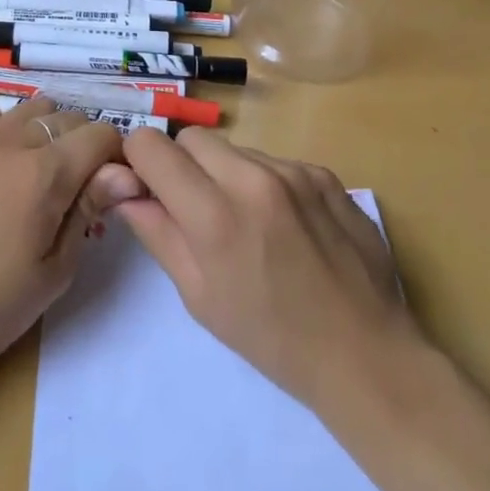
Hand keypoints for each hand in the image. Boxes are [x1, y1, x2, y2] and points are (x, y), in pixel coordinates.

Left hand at [0, 99, 143, 389]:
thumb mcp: (55, 270)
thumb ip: (90, 209)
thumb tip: (127, 173)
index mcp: (44, 174)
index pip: (101, 134)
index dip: (117, 158)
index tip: (114, 189)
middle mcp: (13, 142)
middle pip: (71, 117)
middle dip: (88, 145)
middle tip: (82, 189)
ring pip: (35, 108)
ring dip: (52, 131)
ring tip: (46, 173)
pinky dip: (12, 127)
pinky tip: (7, 163)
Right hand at [115, 127, 423, 413]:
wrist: (365, 353)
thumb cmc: (271, 338)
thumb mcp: (199, 296)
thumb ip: (157, 232)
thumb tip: (124, 190)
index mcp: (214, 215)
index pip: (151, 145)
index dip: (139, 162)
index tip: (147, 186)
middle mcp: (252, 178)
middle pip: (191, 137)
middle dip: (181, 163)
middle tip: (195, 207)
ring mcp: (294, 171)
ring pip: (234, 148)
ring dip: (225, 173)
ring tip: (246, 222)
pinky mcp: (324, 173)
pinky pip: (274, 161)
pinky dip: (264, 182)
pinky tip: (284, 224)